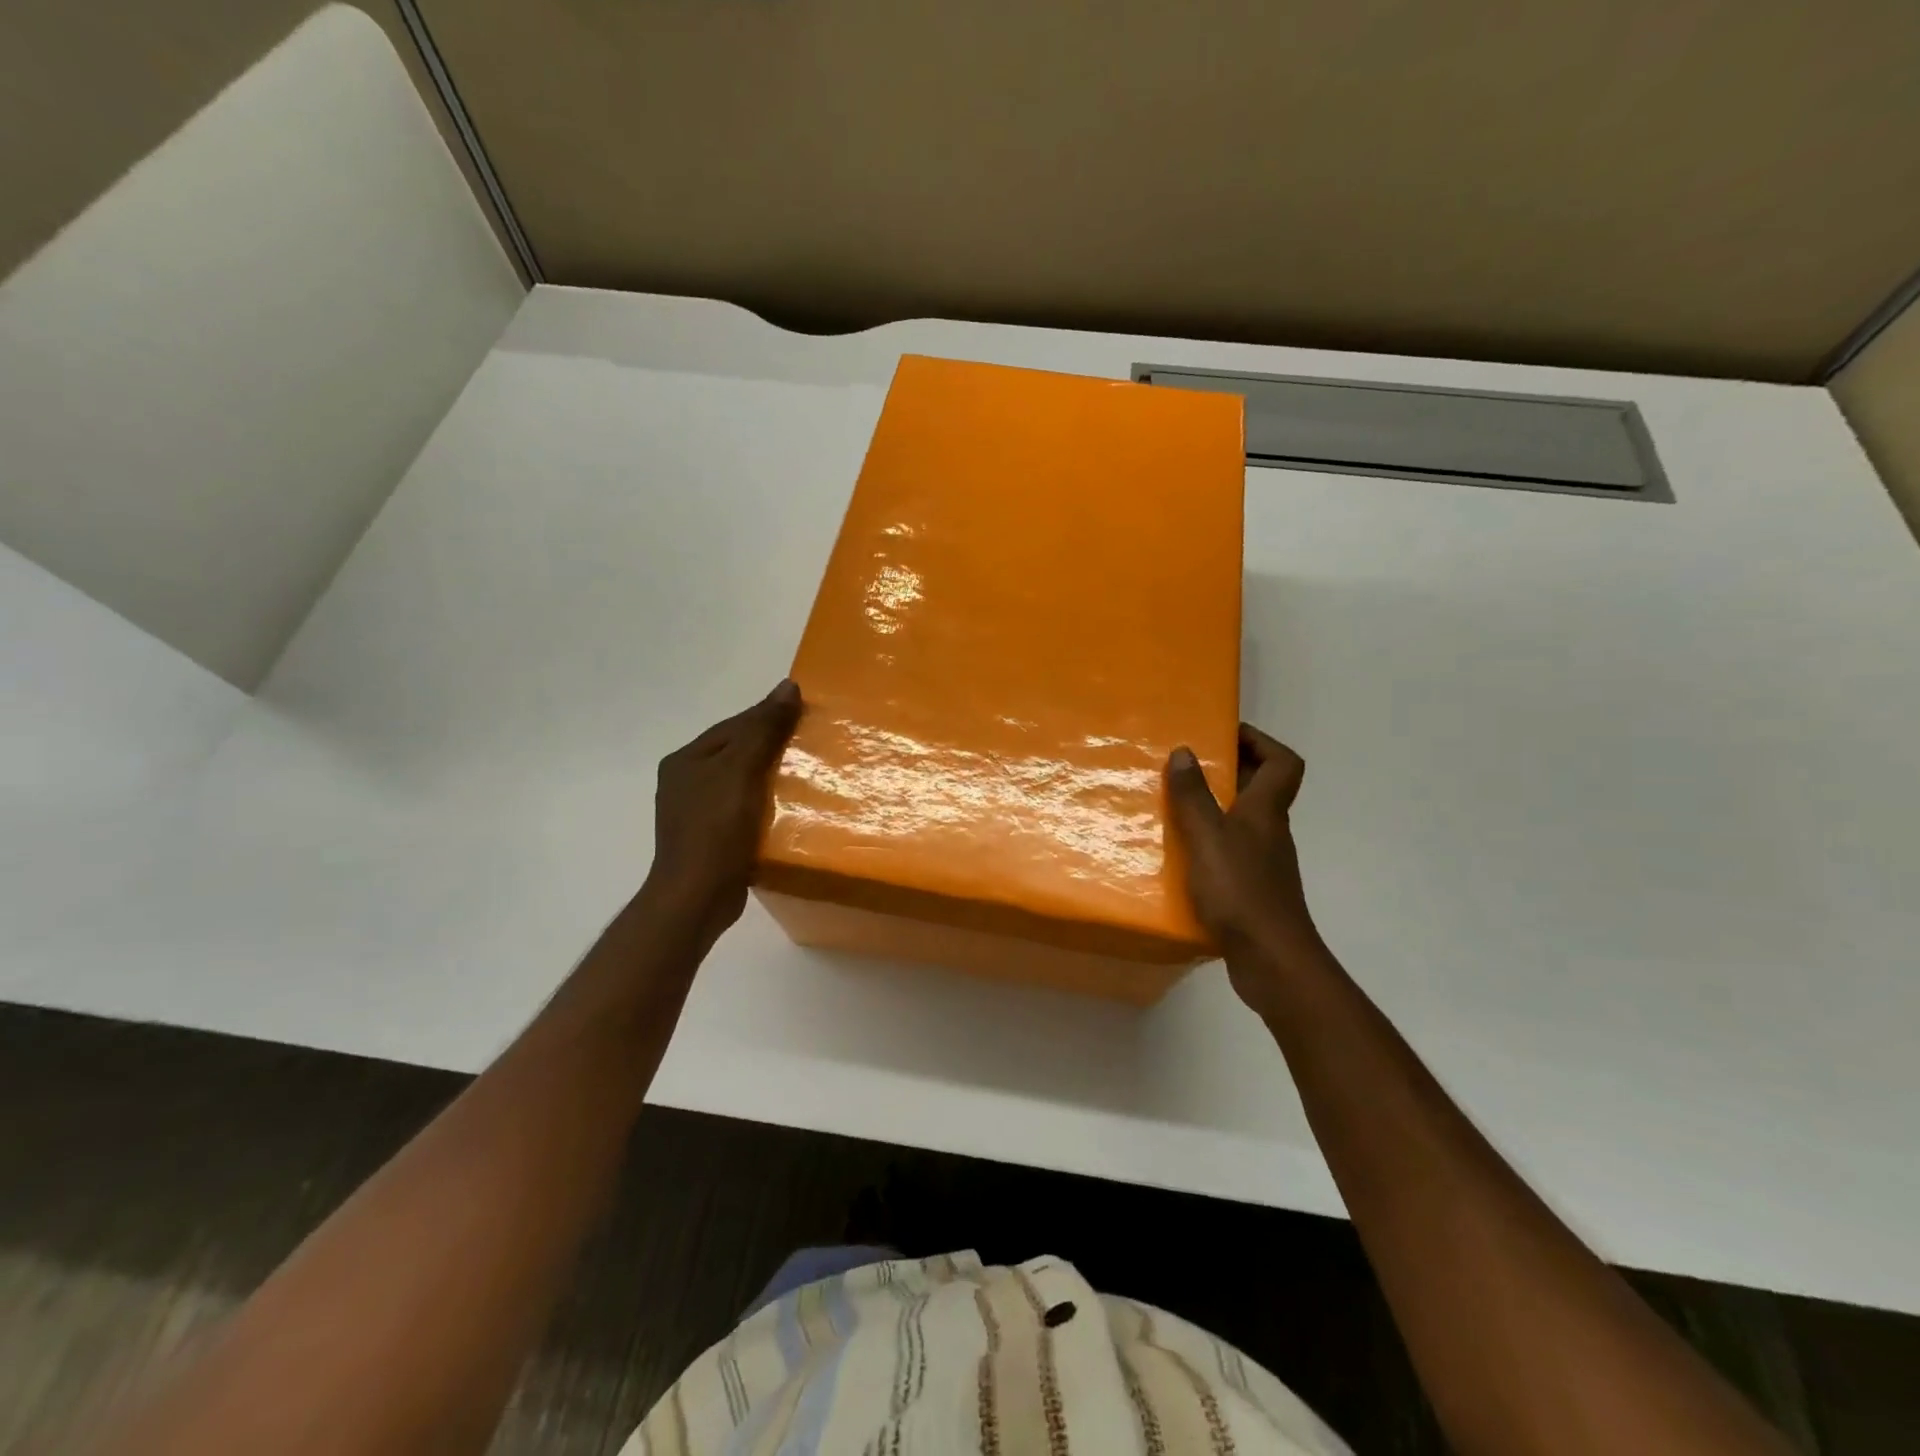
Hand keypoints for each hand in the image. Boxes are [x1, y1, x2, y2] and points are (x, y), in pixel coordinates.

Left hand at [644, 679, 802, 947]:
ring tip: (809, 774)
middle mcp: (686, 781)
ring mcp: (697, 813)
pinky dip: (766, 804)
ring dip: (772, 776)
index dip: (769, 715)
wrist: (697, 897)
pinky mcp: (712, 839)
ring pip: (742, 781)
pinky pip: (744, 809)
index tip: (806, 711)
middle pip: (737, 752)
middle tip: (813, 742)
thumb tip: (787, 686)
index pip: (734, 725)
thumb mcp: (741, 771)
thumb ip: (763, 729)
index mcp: (686, 760)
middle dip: (772, 745)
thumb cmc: (715, 829)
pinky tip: (790, 807)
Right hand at [1166, 725, 1323, 1016]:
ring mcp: (1263, 863)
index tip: (1224, 734)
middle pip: (1261, 789)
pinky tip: (1180, 855)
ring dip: (1214, 808)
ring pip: (1242, 821)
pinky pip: (1230, 852)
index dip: (1261, 742)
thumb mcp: (1207, 836)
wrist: (1271, 960)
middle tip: (1186, 766)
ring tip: (1173, 806)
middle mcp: (1270, 832)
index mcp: (1266, 811)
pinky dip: (1209, 844)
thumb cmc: (1240, 890)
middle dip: (1228, 771)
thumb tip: (1184, 751)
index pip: (1283, 763)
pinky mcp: (1251, 890)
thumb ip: (1193, 795)